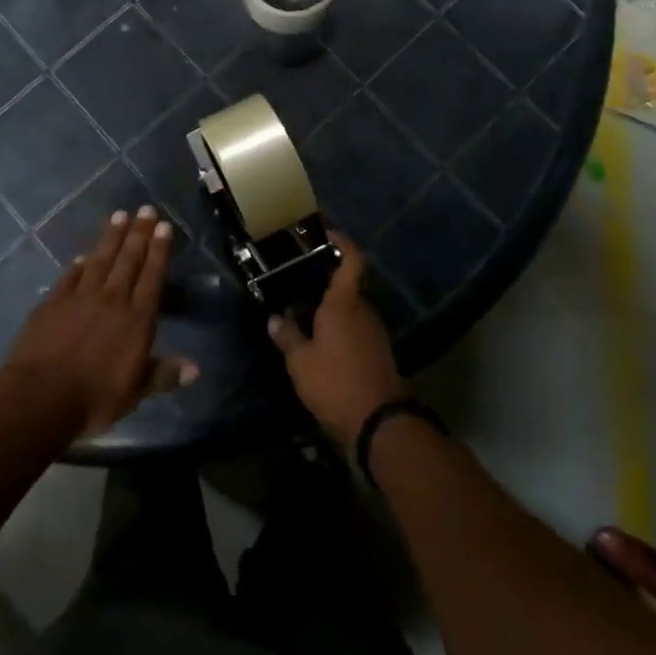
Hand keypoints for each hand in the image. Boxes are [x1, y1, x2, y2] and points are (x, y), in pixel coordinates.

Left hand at [0, 207, 197, 439]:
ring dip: (110, 238)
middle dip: (139, 233)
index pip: (152, 276)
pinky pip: (69, 277)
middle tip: (146, 210)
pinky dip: (78, 265)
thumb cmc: (94, 398)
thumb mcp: (135, 392)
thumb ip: (163, 374)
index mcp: (137, 319)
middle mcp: (112, 299)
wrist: (40, 397)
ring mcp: (79, 297)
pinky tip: (82, 256)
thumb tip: (196, 369)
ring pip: (100, 260)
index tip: (164, 227)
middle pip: (128, 260)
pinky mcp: (52, 303)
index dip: (159, 250)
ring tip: (119, 216)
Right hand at [267, 232, 404, 447]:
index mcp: (344, 302)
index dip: (341, 241)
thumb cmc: (335, 382)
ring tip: (300, 312)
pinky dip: (337, 327)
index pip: (350, 259)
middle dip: (323, 281)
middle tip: (295, 280)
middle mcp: (362, 310)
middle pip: (346, 285)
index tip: (325, 232)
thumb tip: (275, 318)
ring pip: (349, 309)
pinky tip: (318, 340)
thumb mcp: (300, 361)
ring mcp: (373, 332)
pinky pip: (354, 328)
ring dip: (329, 308)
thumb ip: (287, 336)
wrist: (379, 422)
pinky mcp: (377, 352)